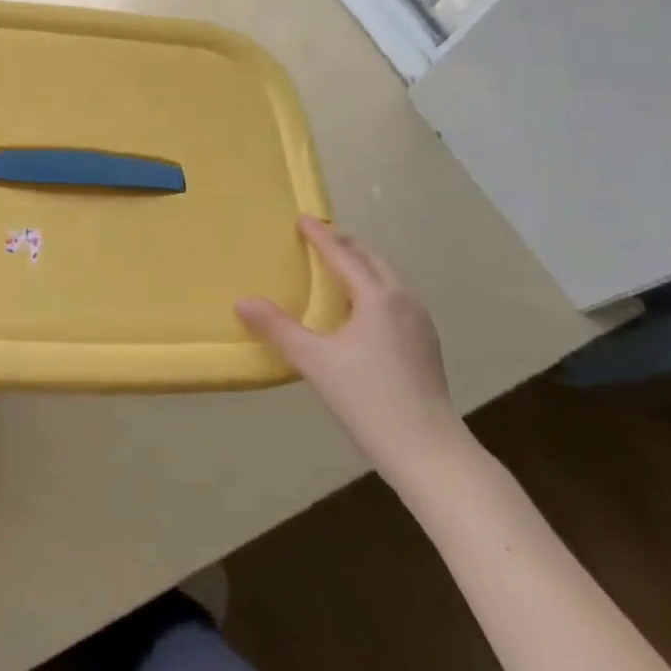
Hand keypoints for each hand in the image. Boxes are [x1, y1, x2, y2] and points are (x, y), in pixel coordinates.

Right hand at [236, 217, 470, 489]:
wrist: (428, 452)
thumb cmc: (368, 398)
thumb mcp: (315, 361)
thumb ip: (278, 328)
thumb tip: (241, 300)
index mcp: (378, 297)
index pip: (343, 256)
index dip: (320, 236)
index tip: (302, 218)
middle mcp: (403, 301)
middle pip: (372, 261)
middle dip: (346, 245)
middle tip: (321, 237)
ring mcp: (420, 324)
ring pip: (388, 280)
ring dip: (363, 266)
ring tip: (340, 266)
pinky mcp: (426, 346)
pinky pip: (396, 300)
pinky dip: (374, 288)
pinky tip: (362, 309)